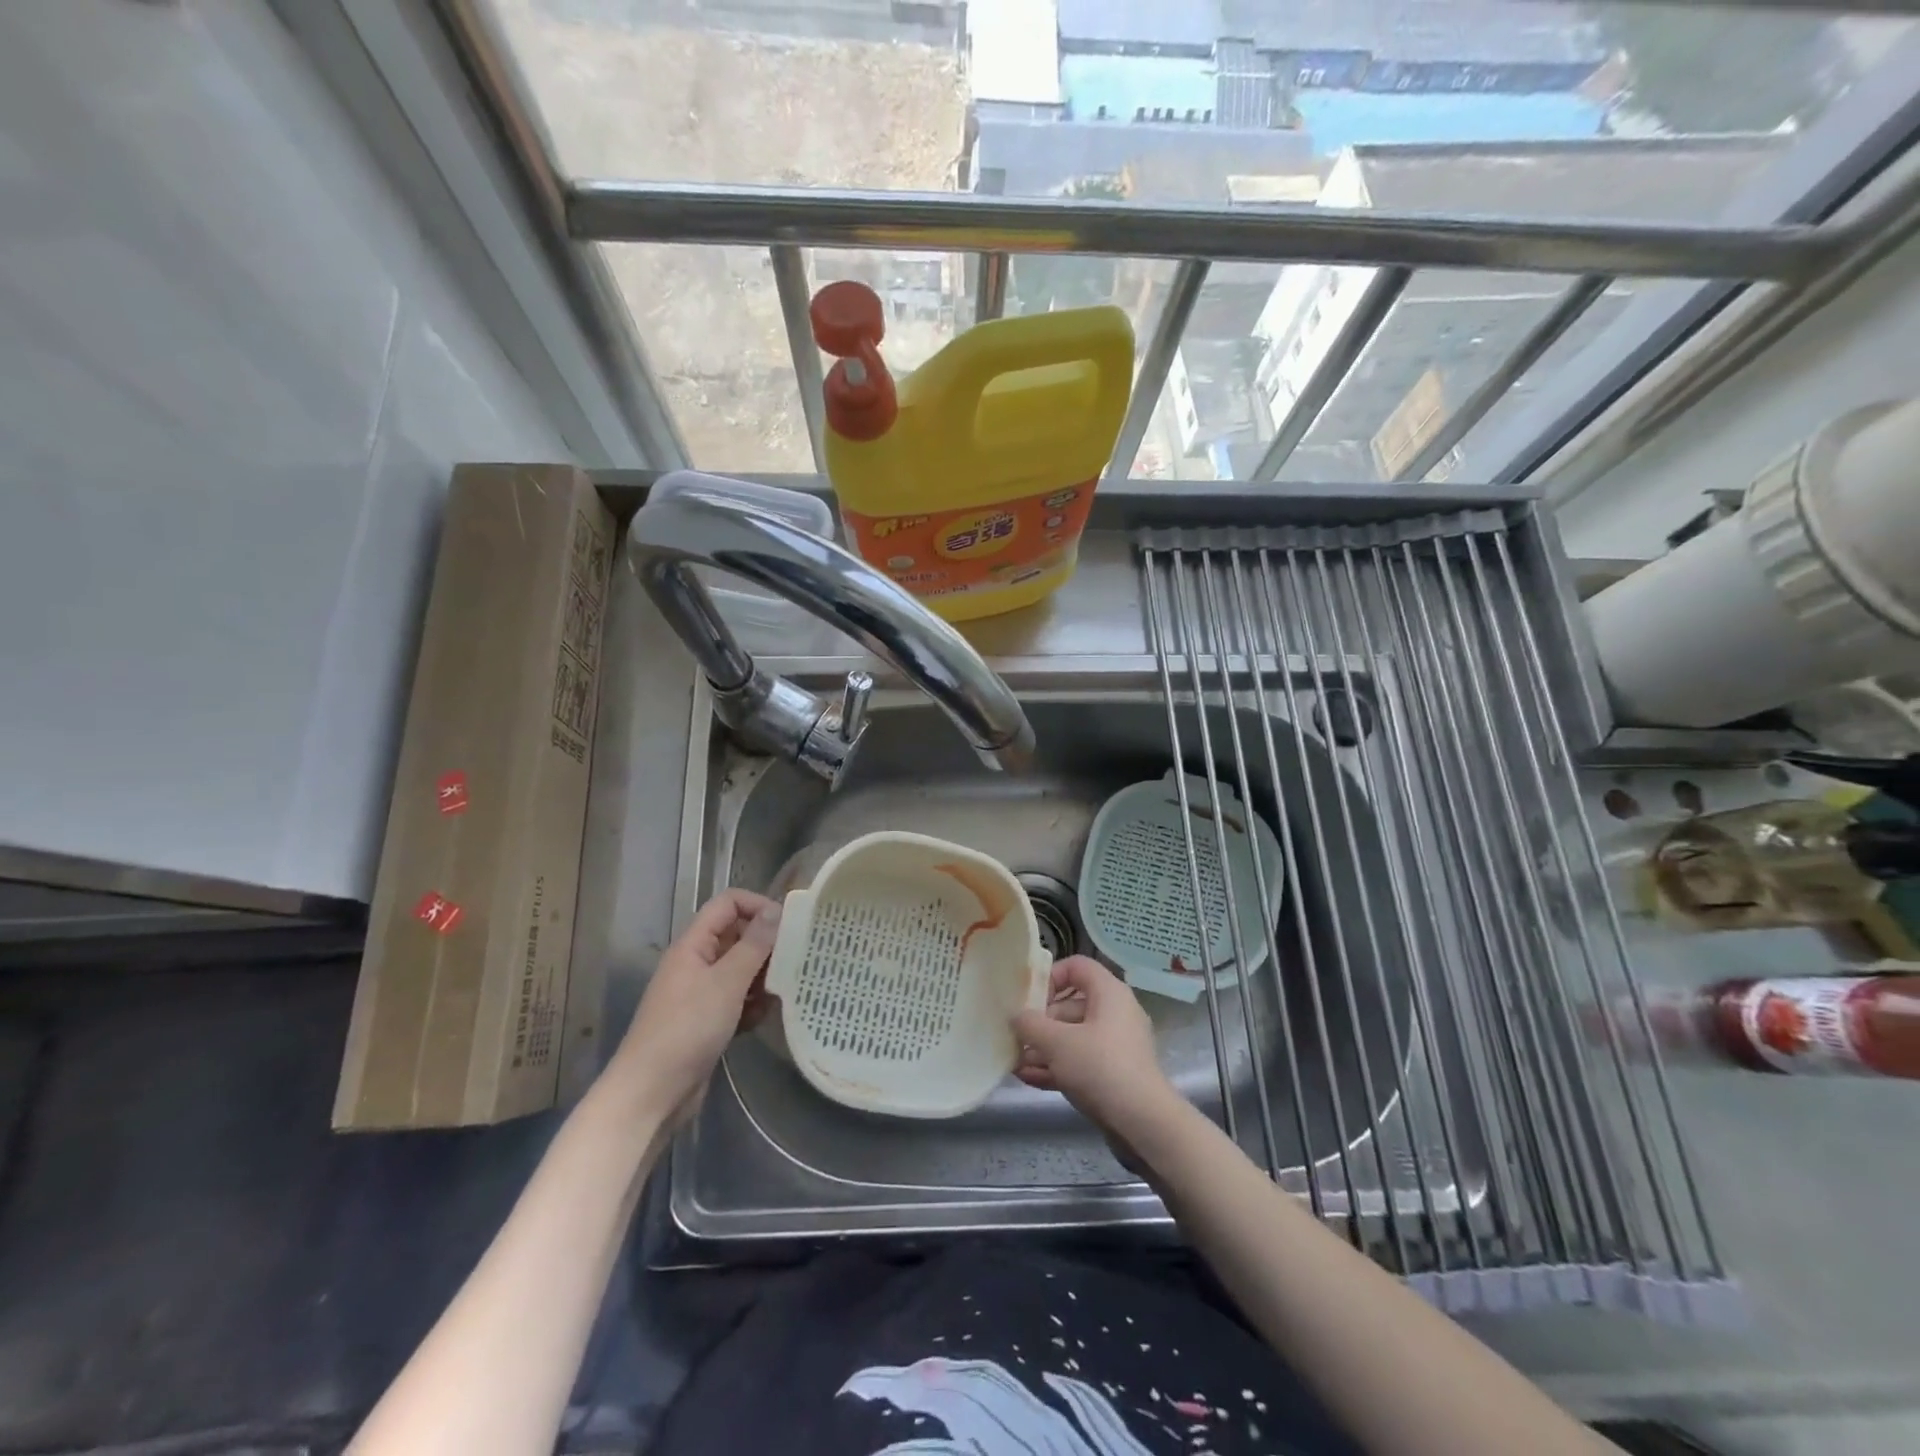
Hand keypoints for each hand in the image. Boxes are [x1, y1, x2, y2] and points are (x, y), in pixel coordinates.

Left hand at [610, 888, 780, 1123]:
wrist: (651, 1093)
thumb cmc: (687, 1029)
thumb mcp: (726, 982)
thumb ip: (754, 945)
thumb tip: (776, 910)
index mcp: (694, 944)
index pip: (728, 904)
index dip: (758, 906)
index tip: (788, 925)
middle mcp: (696, 962)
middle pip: (737, 936)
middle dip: (766, 946)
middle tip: (795, 959)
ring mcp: (700, 993)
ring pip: (740, 970)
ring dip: (762, 978)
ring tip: (783, 991)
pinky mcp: (707, 1020)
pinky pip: (737, 999)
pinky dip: (752, 1005)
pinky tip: (763, 1018)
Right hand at [1012, 956, 1178, 1140]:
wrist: (1144, 1124)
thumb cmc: (1100, 1067)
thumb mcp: (1057, 1042)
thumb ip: (1030, 1024)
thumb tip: (1016, 1016)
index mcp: (1109, 993)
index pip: (1077, 966)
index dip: (1050, 976)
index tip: (1029, 998)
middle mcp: (1115, 1013)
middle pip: (1070, 1005)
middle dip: (1040, 1022)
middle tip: (1016, 1037)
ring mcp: (1116, 1045)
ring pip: (1073, 1037)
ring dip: (1043, 1048)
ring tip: (1015, 1062)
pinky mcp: (1115, 1074)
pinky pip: (1081, 1061)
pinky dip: (1057, 1066)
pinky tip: (1029, 1079)